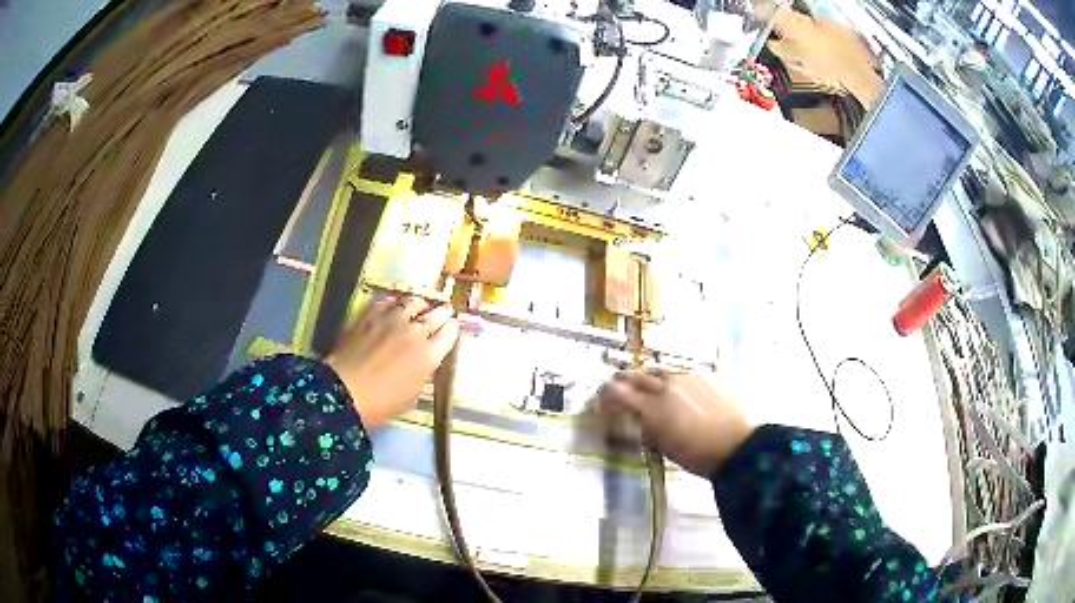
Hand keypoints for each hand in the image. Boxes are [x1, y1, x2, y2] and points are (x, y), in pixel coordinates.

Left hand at [325, 296, 459, 428]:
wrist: (343, 392)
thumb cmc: (380, 404)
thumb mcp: (411, 397)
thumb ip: (422, 375)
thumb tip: (423, 365)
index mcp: (429, 355)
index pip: (450, 332)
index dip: (452, 328)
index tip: (452, 328)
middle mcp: (415, 332)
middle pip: (436, 313)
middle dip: (442, 312)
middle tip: (444, 311)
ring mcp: (391, 320)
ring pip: (413, 302)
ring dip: (420, 304)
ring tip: (421, 305)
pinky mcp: (370, 315)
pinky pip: (388, 301)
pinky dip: (395, 302)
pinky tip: (394, 305)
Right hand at [599, 371, 754, 475]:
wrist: (737, 444)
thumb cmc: (697, 456)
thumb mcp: (664, 447)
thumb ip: (649, 428)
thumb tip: (641, 419)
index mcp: (652, 408)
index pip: (620, 394)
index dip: (608, 394)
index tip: (601, 396)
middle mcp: (666, 387)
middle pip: (638, 376)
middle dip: (623, 378)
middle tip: (615, 381)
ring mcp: (687, 378)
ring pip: (660, 371)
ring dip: (648, 376)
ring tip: (644, 380)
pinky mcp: (705, 376)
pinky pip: (681, 373)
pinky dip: (671, 378)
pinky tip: (674, 384)